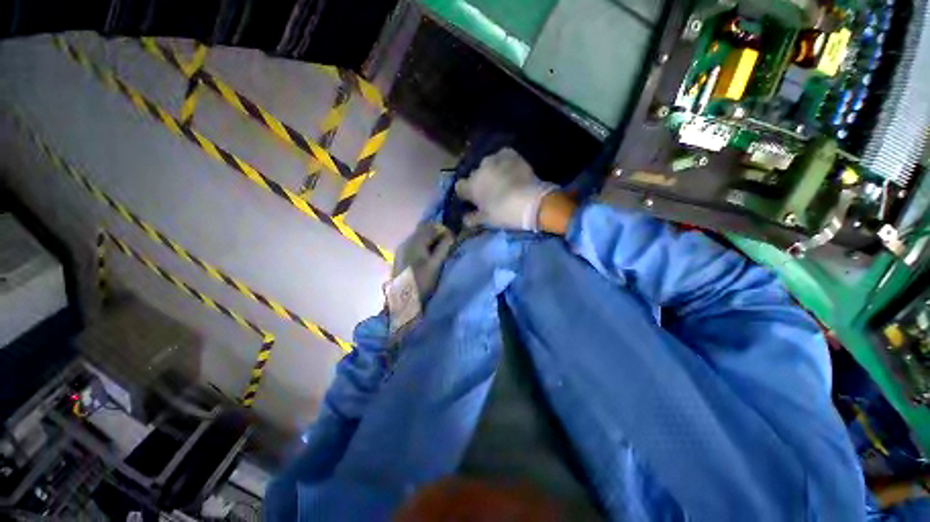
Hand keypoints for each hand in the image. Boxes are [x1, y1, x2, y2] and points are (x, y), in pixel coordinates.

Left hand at [392, 222, 454, 301]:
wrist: (401, 298)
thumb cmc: (421, 281)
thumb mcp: (436, 264)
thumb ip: (444, 248)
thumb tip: (451, 235)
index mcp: (416, 242)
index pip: (431, 228)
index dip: (443, 230)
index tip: (452, 238)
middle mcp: (407, 241)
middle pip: (423, 230)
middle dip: (436, 234)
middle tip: (447, 244)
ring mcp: (402, 248)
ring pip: (418, 237)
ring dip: (429, 240)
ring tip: (438, 251)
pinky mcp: (400, 256)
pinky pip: (413, 244)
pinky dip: (422, 246)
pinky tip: (427, 256)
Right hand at [454, 148, 556, 230]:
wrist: (530, 201)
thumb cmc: (504, 213)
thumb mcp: (486, 221)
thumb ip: (471, 219)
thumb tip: (465, 218)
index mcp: (470, 186)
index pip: (460, 187)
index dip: (466, 194)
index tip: (473, 201)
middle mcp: (478, 170)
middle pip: (474, 175)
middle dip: (479, 182)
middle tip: (489, 192)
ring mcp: (494, 159)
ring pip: (487, 165)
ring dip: (491, 172)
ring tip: (501, 180)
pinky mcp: (509, 154)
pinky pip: (501, 156)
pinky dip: (503, 162)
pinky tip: (510, 170)